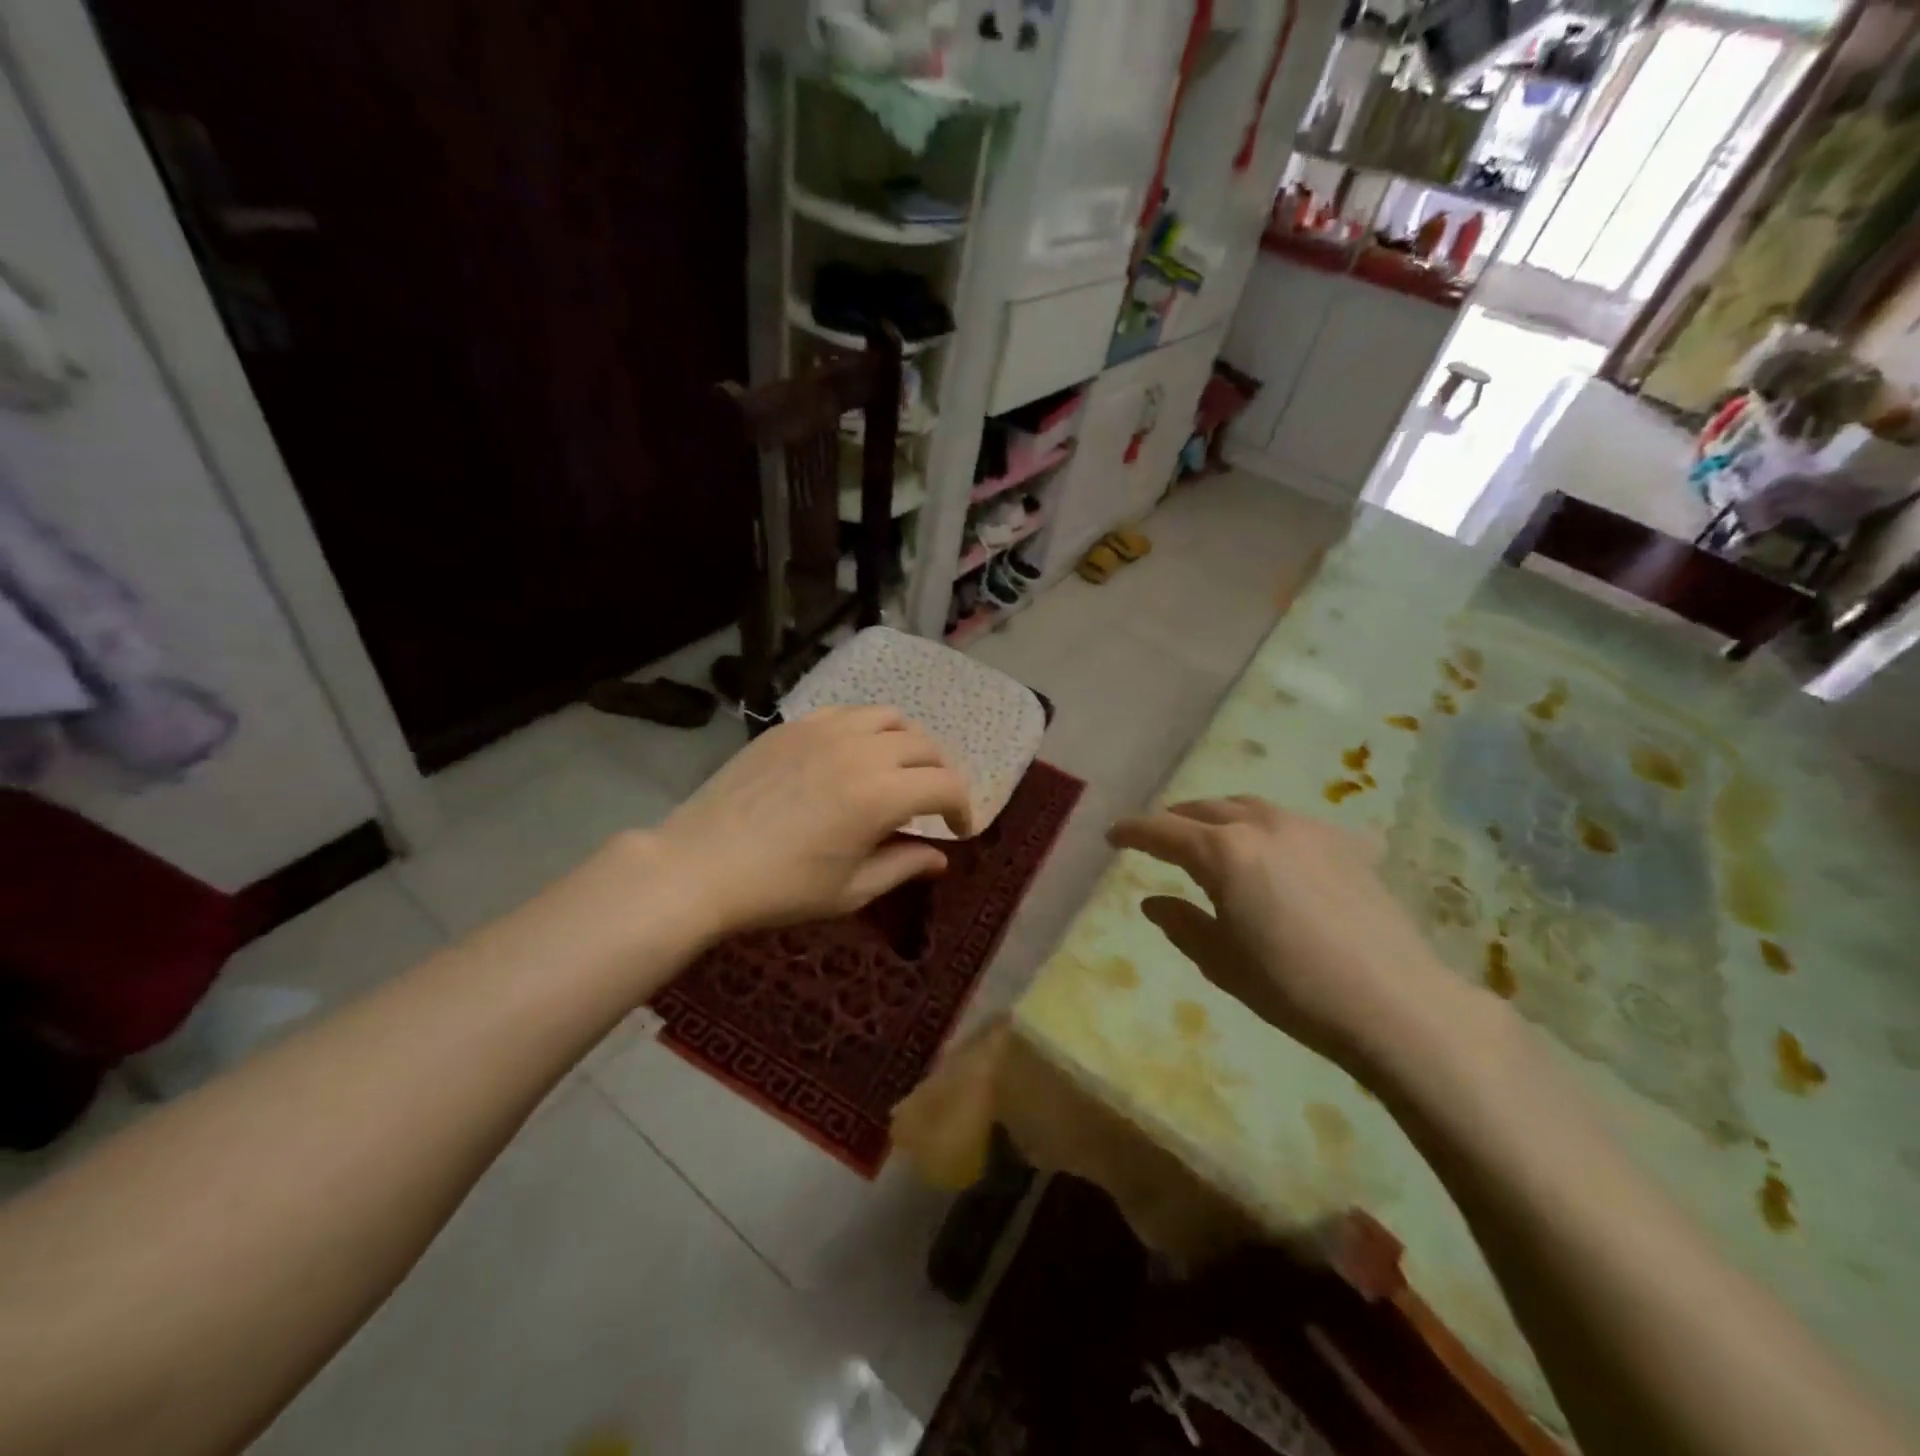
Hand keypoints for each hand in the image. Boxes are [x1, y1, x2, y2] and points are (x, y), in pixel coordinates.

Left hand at [653, 706, 971, 936]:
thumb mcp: (851, 890)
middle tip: (932, 804)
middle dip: (940, 774)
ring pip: (890, 718)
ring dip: (908, 744)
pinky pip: (848, 712)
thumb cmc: (780, 888)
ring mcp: (825, 729)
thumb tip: (939, 857)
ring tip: (899, 770)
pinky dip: (867, 729)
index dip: (963, 807)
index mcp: (880, 794)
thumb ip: (903, 866)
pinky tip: (854, 754)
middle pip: (925, 746)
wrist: (700, 865)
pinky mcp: (794, 725)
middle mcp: (861, 749)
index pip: (946, 785)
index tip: (958, 830)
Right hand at [1108, 796, 1477, 1076]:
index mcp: (1222, 852)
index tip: (1113, 835)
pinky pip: (1292, 823)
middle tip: (1159, 836)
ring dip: (1220, 816)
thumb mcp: (1222, 961)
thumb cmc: (1292, 987)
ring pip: (1249, 807)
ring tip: (1210, 835)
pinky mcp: (1346, 844)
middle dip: (1176, 819)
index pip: (1162, 831)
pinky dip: (1266, 828)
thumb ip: (1182, 923)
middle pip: (1205, 809)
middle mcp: (1261, 825)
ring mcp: (1308, 829)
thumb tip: (1153, 901)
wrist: (1395, 1003)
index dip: (1133, 832)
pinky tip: (1274, 850)